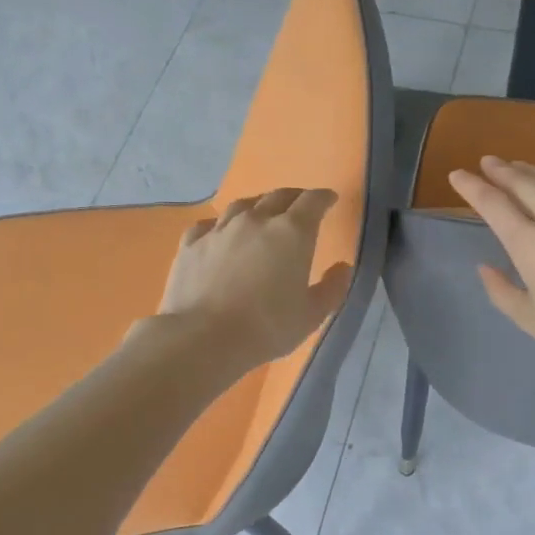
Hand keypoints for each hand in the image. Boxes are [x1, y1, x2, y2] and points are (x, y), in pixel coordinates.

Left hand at [153, 188, 351, 368]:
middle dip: (294, 198)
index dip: (323, 198)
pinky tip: (220, 233)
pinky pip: (209, 224)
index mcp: (291, 233)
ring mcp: (220, 229)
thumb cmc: (266, 327)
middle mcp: (256, 220)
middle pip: (278, 196)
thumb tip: (343, 268)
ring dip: (258, 206)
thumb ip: (332, 288)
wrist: (203, 338)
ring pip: (242, 205)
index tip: (329, 200)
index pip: (312, 202)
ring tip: (262, 214)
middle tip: (300, 206)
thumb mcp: (311, 315)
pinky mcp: (191, 244)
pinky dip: (221, 225)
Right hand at [447, 157, 534, 374]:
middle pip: (524, 183)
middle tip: (488, 162)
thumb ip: (500, 291)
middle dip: (501, 170)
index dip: (472, 186)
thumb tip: (485, 267)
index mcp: (530, 244)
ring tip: (519, 165)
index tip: (458, 175)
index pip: (493, 204)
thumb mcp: (529, 319)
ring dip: (534, 170)